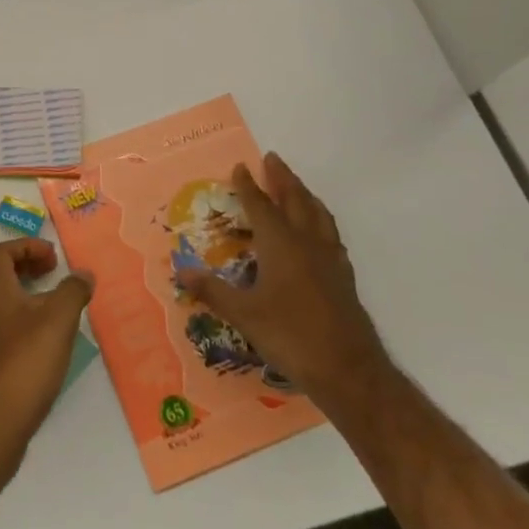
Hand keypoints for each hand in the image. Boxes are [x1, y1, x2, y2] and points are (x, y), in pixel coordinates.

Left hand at [0, 238, 92, 493]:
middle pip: (3, 279)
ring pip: (9, 310)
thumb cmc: (22, 365)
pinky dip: (32, 332)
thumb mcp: (56, 322)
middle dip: (30, 270)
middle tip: (59, 276)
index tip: (54, 257)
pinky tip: (53, 350)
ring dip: (34, 302)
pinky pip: (12, 337)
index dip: (25, 246)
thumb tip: (83, 272)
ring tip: (65, 313)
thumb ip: (72, 293)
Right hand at [179, 154, 386, 409]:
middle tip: (272, 159)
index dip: (248, 186)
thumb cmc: (290, 335)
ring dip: (304, 194)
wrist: (348, 369)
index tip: (241, 166)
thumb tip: (180, 270)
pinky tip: (318, 231)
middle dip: (282, 178)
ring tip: (296, 186)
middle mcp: (306, 242)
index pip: (261, 205)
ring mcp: (330, 259)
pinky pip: (330, 234)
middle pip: (295, 200)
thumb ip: (213, 290)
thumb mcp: (244, 314)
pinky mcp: (343, 276)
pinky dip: (320, 220)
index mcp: (280, 244)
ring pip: (318, 214)